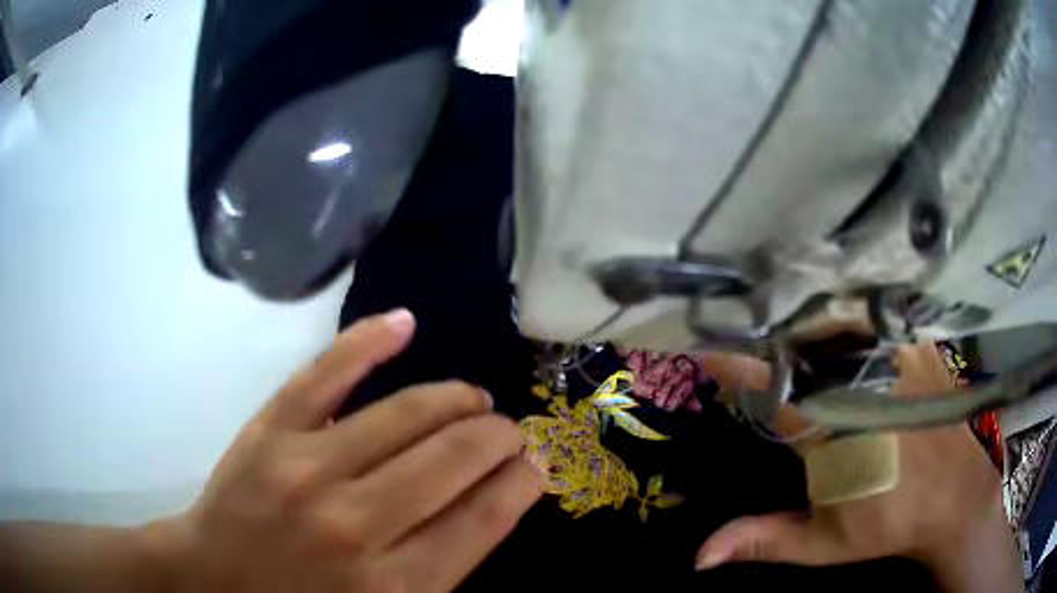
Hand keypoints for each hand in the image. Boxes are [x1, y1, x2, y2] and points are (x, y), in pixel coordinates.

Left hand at [163, 309, 541, 592]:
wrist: (213, 582)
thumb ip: (439, 573)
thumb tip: (490, 508)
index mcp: (392, 587)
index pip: (481, 520)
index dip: (520, 483)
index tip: (539, 462)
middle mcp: (355, 525)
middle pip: (452, 461)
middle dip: (497, 437)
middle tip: (510, 431)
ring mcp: (305, 469)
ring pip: (404, 414)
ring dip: (455, 399)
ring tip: (474, 398)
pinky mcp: (268, 433)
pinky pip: (324, 376)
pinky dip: (366, 343)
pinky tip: (404, 323)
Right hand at [695, 344, 1021, 591]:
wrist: (955, 496)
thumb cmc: (889, 523)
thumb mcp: (823, 543)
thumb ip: (763, 540)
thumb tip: (699, 556)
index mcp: (834, 431)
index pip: (773, 386)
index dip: (735, 367)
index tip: (704, 354)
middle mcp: (863, 382)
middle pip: (801, 344)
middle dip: (769, 346)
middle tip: (752, 355)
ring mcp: (894, 355)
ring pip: (834, 324)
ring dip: (804, 332)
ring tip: (790, 344)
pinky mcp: (914, 344)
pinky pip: (869, 319)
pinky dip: (843, 323)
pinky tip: (838, 338)